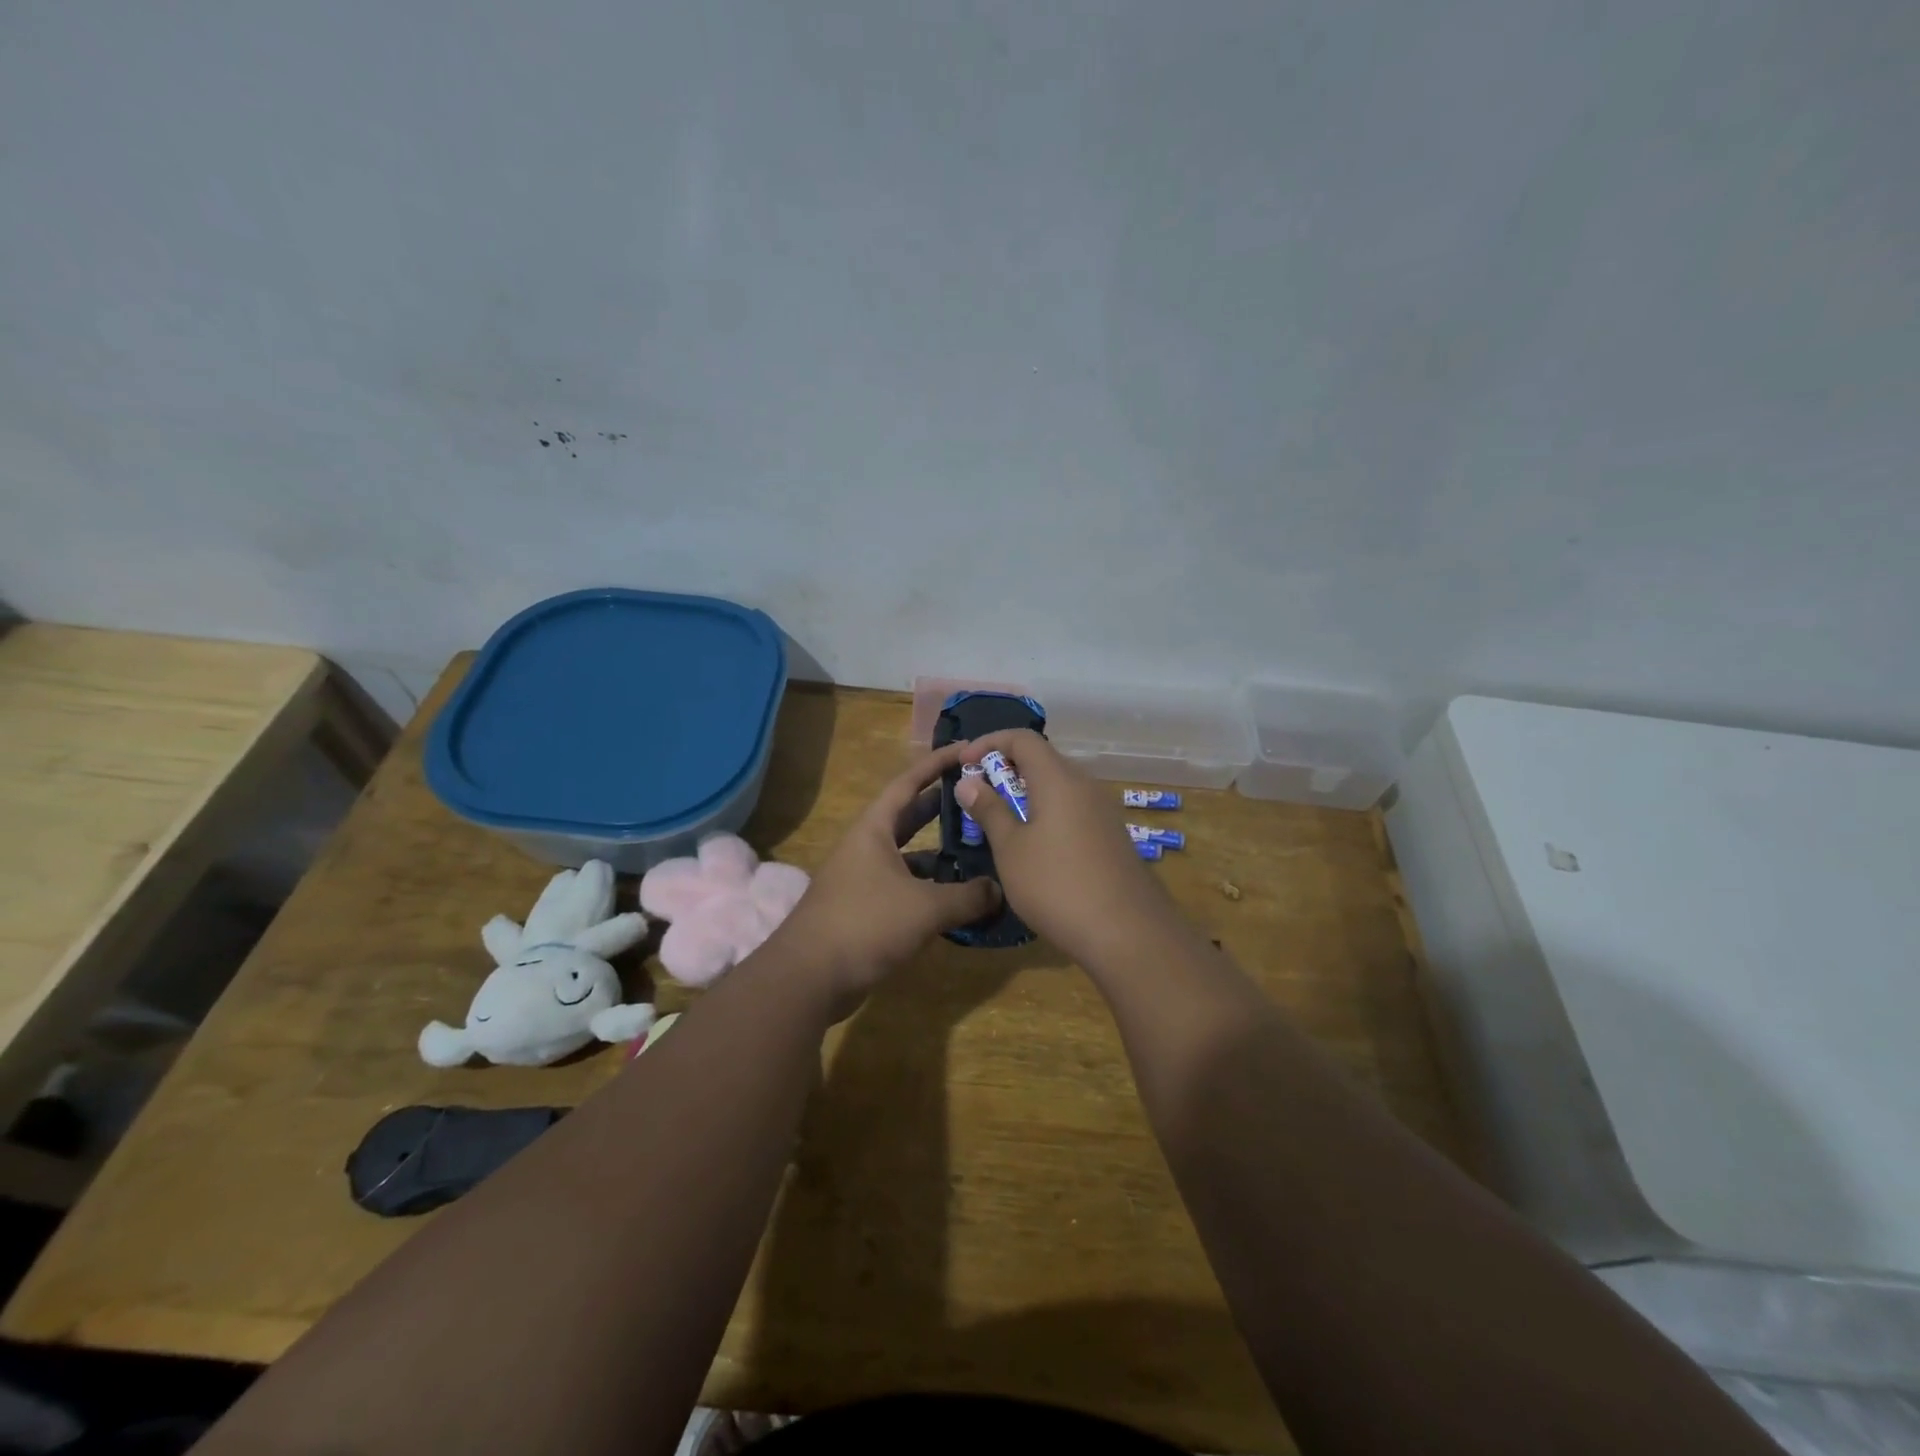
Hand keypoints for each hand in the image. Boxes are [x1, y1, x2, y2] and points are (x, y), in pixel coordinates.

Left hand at [773, 740, 1001, 1013]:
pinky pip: (904, 887)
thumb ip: (968, 896)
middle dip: (941, 807)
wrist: (808, 978)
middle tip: (978, 799)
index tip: (965, 749)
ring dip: (938, 854)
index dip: (936, 764)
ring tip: (977, 851)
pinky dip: (928, 889)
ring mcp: (862, 879)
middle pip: (908, 817)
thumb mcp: (926, 908)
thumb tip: (998, 890)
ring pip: (908, 856)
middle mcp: (866, 847)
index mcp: (874, 830)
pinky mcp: (864, 910)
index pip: (908, 783)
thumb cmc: (866, 925)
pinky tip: (955, 899)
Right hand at [956, 730, 1173, 965]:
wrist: (1128, 932)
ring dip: (1027, 793)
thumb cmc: (1057, 885)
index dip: (989, 742)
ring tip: (1001, 820)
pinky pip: (1073, 809)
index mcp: (1058, 779)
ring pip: (1059, 786)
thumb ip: (989, 811)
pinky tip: (1036, 845)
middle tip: (978, 793)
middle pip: (1043, 759)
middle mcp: (1085, 786)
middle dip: (1006, 768)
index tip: (964, 763)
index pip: (1022, 738)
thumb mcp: (1011, 849)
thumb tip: (969, 782)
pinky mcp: (1112, 836)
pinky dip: (1048, 812)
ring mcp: (1103, 811)